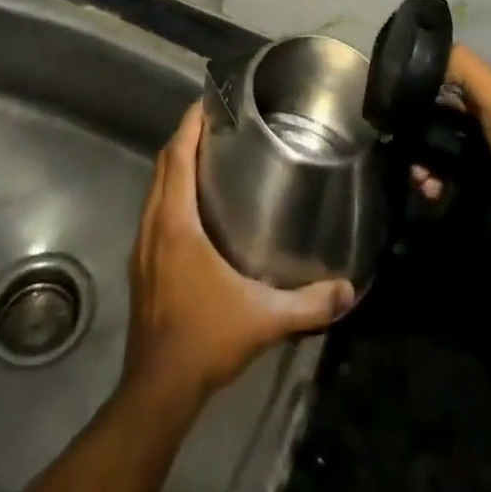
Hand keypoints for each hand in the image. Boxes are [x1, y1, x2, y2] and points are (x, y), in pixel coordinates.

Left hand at [122, 102, 355, 405]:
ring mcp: (142, 246)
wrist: (158, 390)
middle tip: (216, 122)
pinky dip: (169, 191)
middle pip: (163, 164)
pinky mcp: (141, 265)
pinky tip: (193, 205)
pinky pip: (153, 210)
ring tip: (207, 154)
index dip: (189, 124)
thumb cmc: (205, 339)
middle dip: (185, 137)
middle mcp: (153, 225)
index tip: (208, 101)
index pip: (177, 156)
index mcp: (175, 223)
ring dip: (175, 164)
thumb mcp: (263, 319)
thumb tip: (350, 289)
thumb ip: (308, 303)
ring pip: (154, 187)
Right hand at [412, 44, 490, 220]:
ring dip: (424, 159)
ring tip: (419, 181)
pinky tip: (431, 190)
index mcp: (484, 87)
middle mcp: (480, 109)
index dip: (414, 84)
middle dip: (415, 130)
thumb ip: (465, 68)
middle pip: (435, 113)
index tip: (390, 101)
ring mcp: (482, 142)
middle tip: (401, 151)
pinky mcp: (484, 172)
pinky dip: (437, 177)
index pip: (439, 75)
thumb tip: (422, 50)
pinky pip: (450, 169)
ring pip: (440, 143)